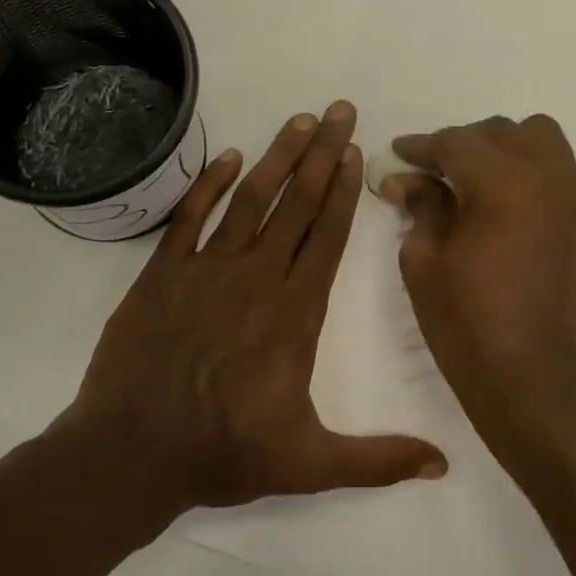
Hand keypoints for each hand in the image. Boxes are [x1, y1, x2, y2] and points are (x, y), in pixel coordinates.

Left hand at [67, 101, 448, 513]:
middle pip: (296, 205)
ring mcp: (205, 272)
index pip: (326, 238)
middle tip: (339, 110)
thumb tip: (444, 465)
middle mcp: (255, 279)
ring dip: (275, 158)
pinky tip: (228, 158)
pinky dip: (208, 185)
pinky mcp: (161, 275)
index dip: (343, 192)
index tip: (355, 151)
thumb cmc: (224, 455)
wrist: (130, 454)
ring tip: (298, 121)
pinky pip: (189, 218)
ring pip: (249, 202)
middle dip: (321, 155)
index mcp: (294, 314)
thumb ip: (377, 460)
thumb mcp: (310, 465)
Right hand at [384, 115, 575, 454]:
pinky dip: (526, 168)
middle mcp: (548, 176)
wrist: (534, 380)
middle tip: (429, 173)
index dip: (422, 146)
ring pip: (538, 140)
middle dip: (461, 144)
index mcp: (505, 184)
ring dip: (501, 148)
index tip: (397, 154)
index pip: (457, 143)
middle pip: (501, 132)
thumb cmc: (468, 325)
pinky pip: (556, 168)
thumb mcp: (425, 262)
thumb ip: (421, 206)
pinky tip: (498, 200)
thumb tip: (406, 178)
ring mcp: (573, 197)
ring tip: (469, 180)